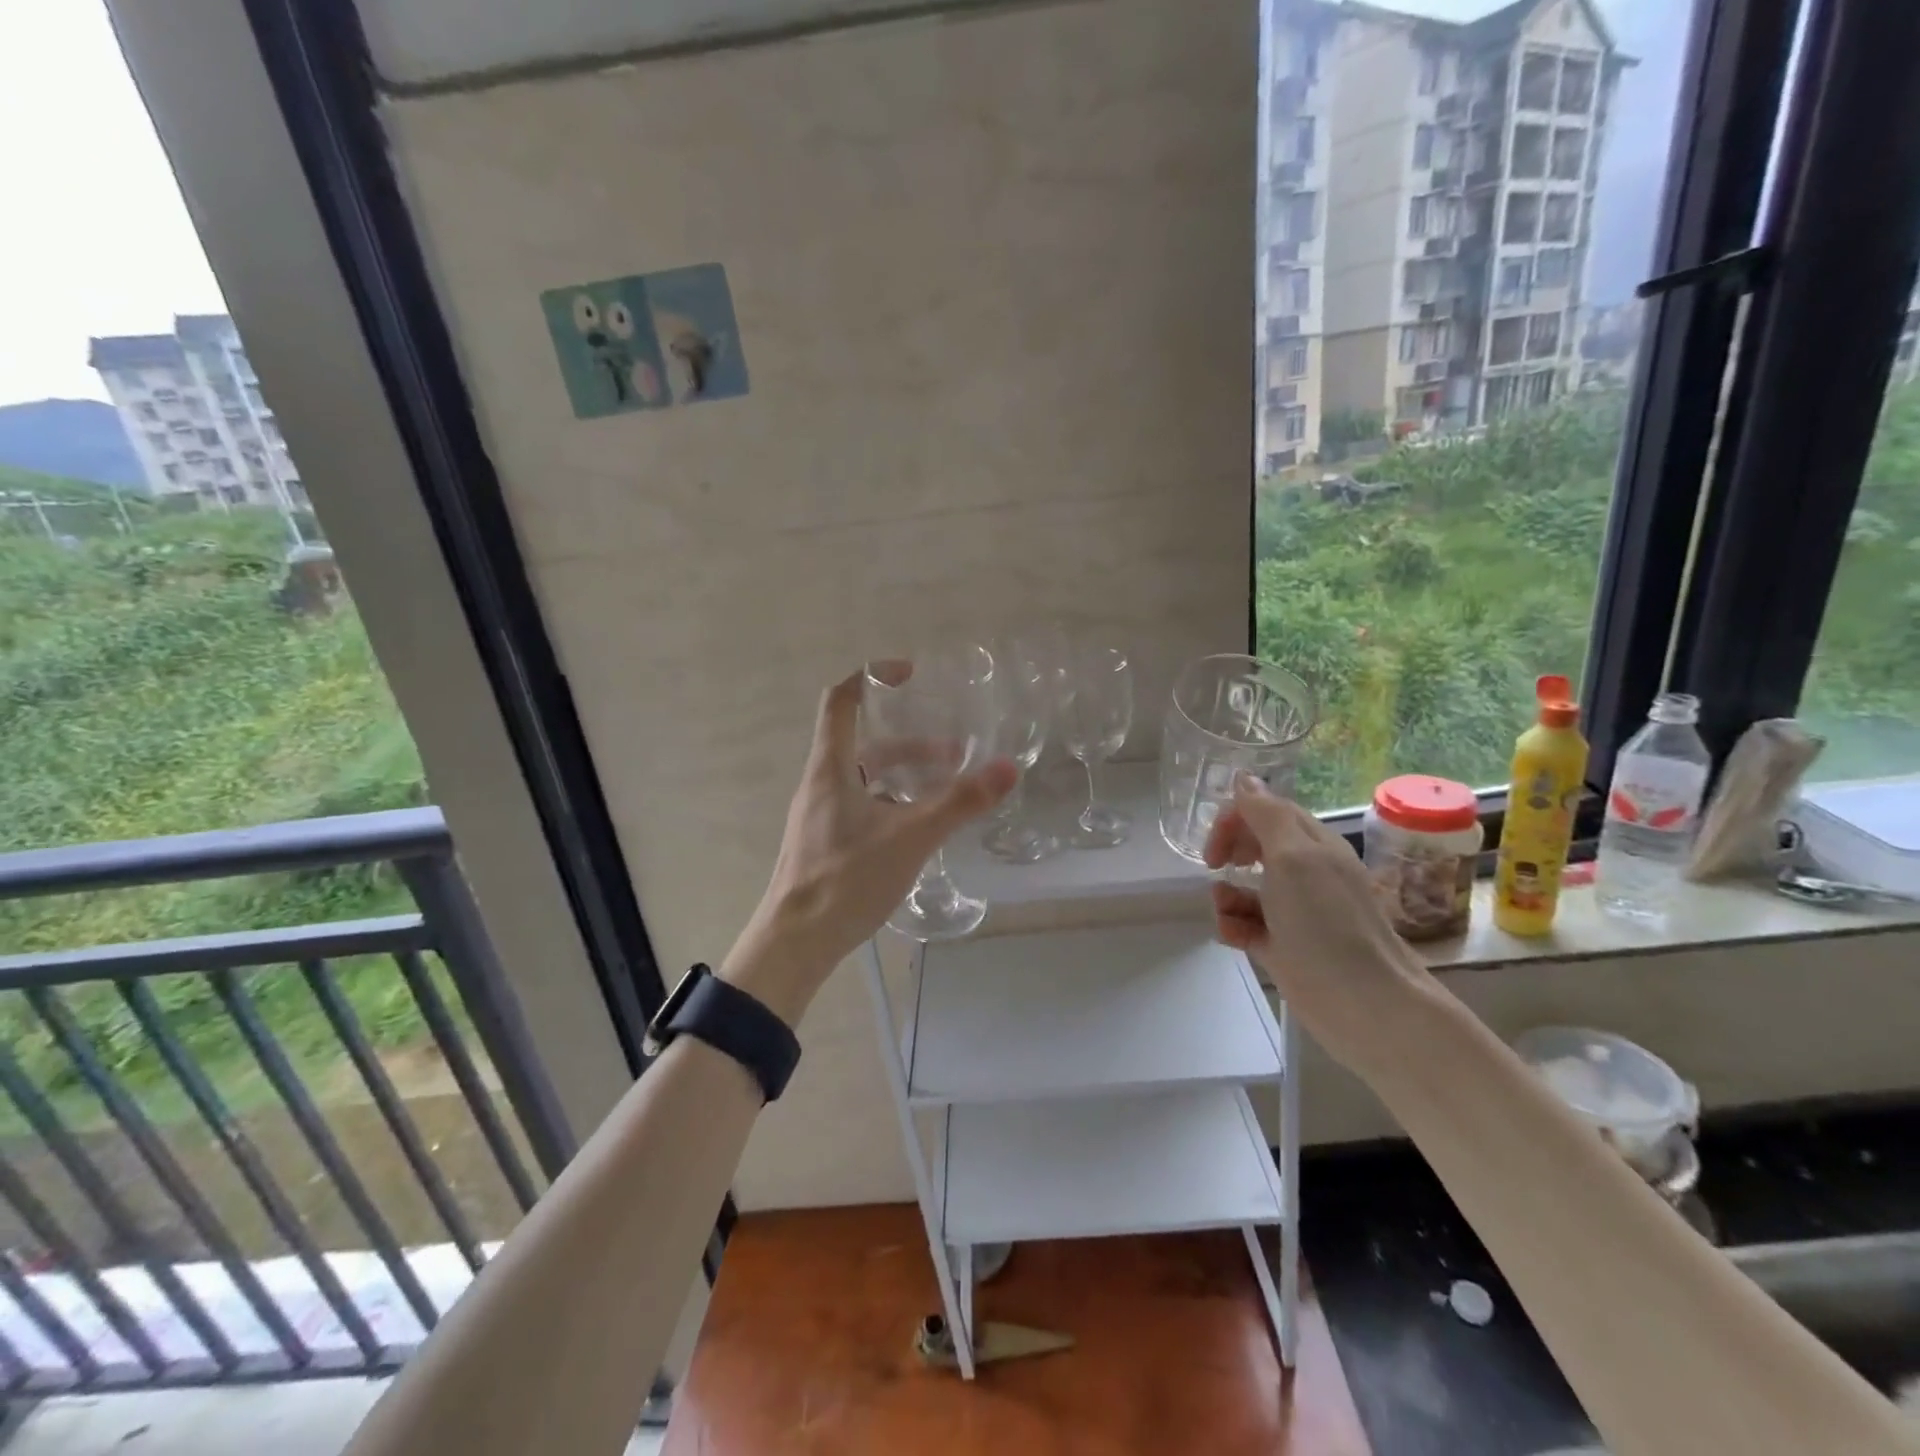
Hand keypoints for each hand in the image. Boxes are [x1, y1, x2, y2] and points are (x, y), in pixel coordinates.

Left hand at [722, 666, 1015, 1024]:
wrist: (795, 943)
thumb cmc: (846, 878)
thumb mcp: (911, 836)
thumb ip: (960, 802)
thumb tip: (1007, 768)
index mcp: (831, 768)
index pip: (842, 701)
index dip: (872, 678)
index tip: (910, 675)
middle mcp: (821, 784)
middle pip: (865, 743)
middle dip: (912, 742)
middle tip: (955, 752)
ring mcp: (820, 815)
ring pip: (866, 778)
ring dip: (906, 776)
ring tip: (948, 790)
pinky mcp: (826, 843)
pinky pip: (863, 806)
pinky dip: (894, 803)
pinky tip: (921, 828)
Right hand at [1205, 773, 1436, 1076]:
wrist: (1365, 1005)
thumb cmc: (1326, 924)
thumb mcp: (1293, 859)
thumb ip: (1266, 815)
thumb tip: (1244, 778)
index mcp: (1313, 845)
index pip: (1267, 811)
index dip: (1236, 819)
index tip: (1217, 843)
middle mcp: (1306, 873)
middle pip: (1256, 845)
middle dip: (1229, 852)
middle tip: (1215, 867)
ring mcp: (1296, 911)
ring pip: (1248, 888)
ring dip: (1226, 895)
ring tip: (1226, 913)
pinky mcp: (1286, 946)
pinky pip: (1248, 925)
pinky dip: (1234, 925)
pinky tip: (1232, 935)